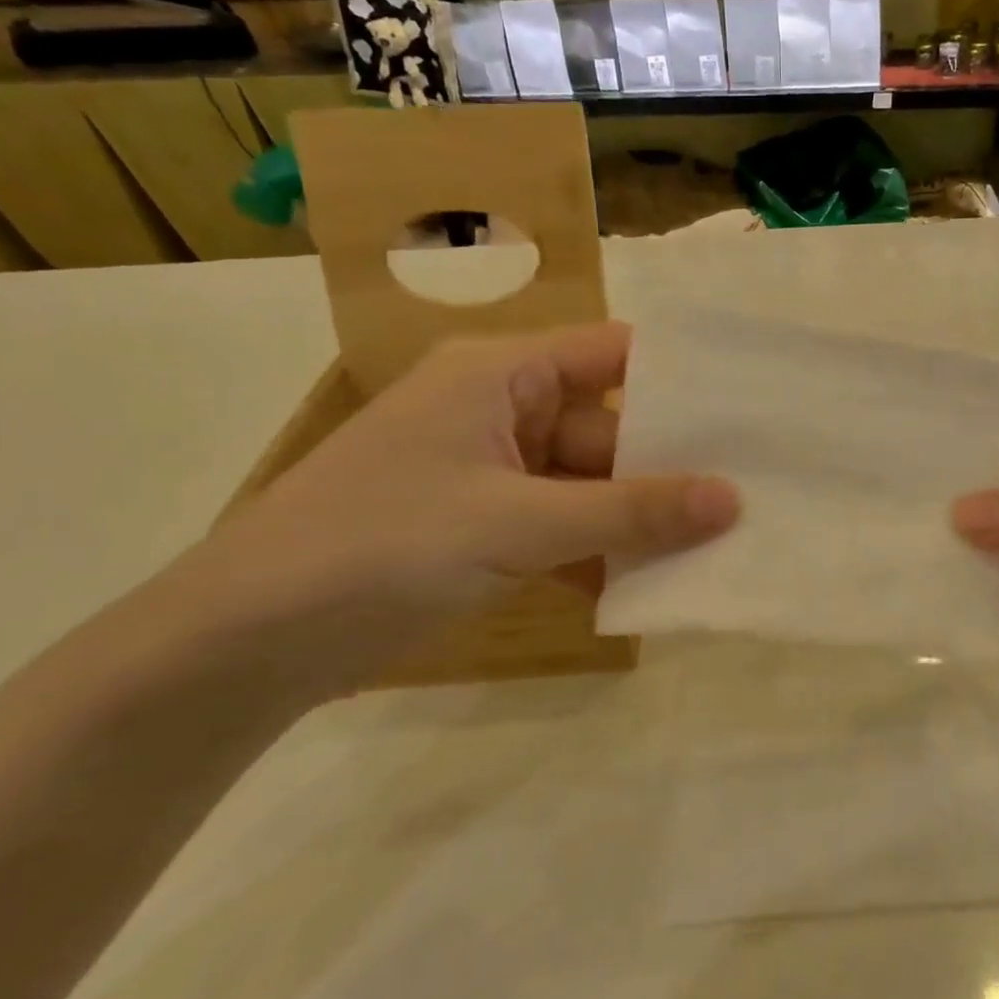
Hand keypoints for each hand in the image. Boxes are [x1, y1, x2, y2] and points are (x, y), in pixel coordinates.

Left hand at [183, 324, 737, 696]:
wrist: (246, 643)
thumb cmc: (381, 547)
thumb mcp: (517, 525)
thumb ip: (630, 512)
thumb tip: (733, 500)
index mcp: (501, 374)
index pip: (613, 354)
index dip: (679, 378)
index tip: (750, 409)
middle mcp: (502, 411)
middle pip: (609, 428)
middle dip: (670, 467)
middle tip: (752, 494)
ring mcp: (493, 474)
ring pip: (590, 486)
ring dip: (639, 519)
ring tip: (720, 544)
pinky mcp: (485, 529)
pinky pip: (564, 528)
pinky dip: (601, 554)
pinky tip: (651, 586)